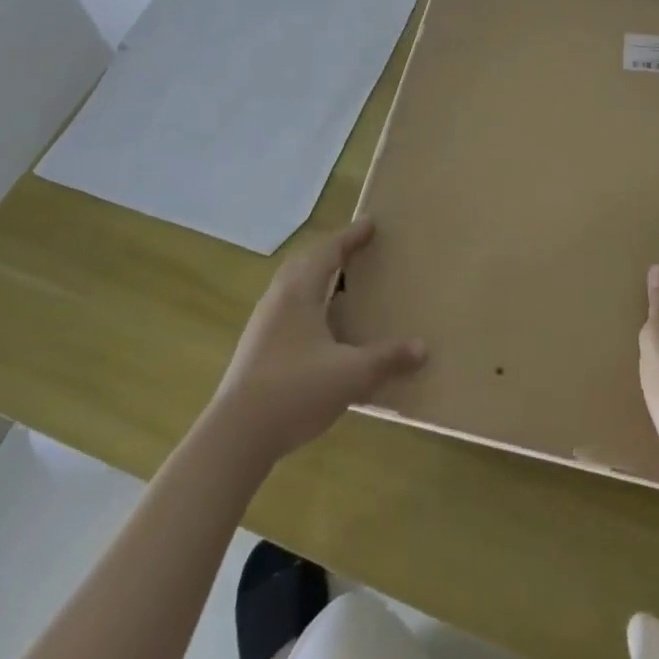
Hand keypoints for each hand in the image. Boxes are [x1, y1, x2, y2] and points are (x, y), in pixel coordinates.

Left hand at [207, 218, 426, 464]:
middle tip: (356, 250)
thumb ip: (387, 359)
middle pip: (305, 262)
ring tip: (341, 285)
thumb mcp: (351, 375)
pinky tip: (321, 327)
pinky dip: (308, 301)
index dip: (350, 236)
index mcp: (299, 292)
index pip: (328, 251)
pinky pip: (287, 308)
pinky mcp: (256, 347)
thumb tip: (422, 348)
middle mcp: (278, 298)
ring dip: (316, 276)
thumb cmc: (295, 391)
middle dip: (331, 252)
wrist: (236, 436)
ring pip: (292, 285)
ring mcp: (263, 323)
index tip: (370, 223)